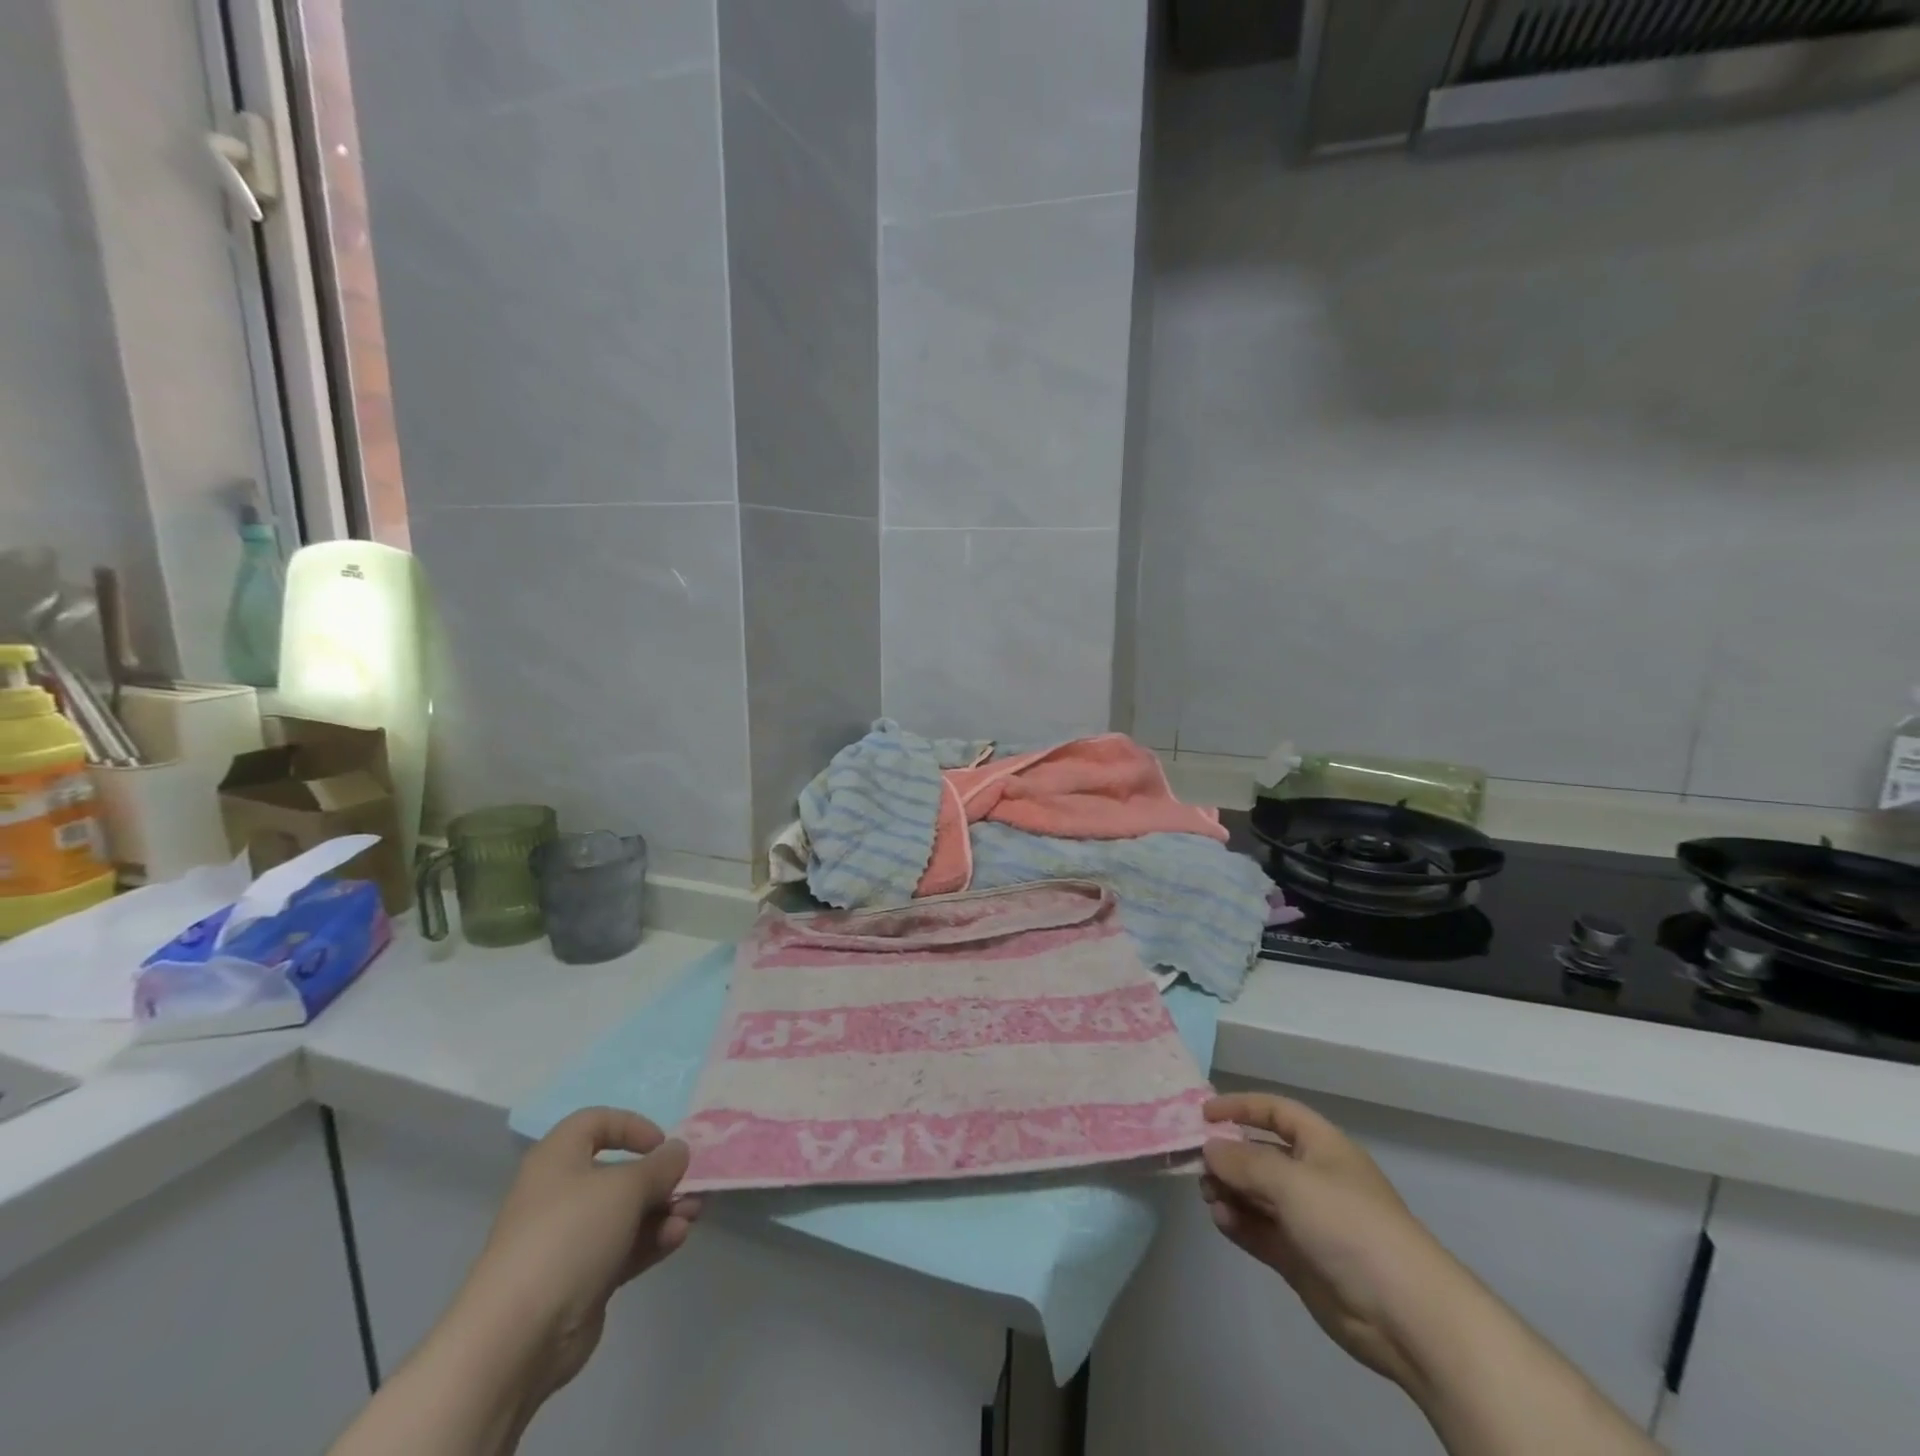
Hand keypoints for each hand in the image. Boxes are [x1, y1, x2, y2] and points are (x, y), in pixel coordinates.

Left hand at [457, 1108, 701, 1399]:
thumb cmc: (569, 1236)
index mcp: (558, 1159)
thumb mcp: (626, 1187)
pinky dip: (652, 1240)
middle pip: (619, 1173)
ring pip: (626, 1213)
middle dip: (660, 1178)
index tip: (661, 1145)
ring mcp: (570, 1240)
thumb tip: (678, 1151)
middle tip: (691, 1186)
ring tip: (692, 1216)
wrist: (517, 1338)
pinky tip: (676, 1240)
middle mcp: (561, 1194)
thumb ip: (660, 1165)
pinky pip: (624, 1248)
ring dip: (664, 1210)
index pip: (596, 1123)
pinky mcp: (581, 1280)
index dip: (632, 1126)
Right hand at [1201, 1093, 1462, 1391]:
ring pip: (1257, 1195)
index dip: (1241, 1107)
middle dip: (1229, 1155)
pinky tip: (1221, 1220)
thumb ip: (1244, 1161)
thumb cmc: (1349, 1225)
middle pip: (1262, 1154)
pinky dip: (1239, 1223)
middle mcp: (1314, 1178)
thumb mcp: (1291, 1181)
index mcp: (1322, 1147)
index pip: (1276, 1112)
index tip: (1204, 1115)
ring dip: (1230, 1191)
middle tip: (1197, 1163)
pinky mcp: (1301, 1259)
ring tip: (1208, 1195)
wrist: (1405, 1314)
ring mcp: (1308, 1221)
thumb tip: (1209, 1147)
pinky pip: (1261, 1231)